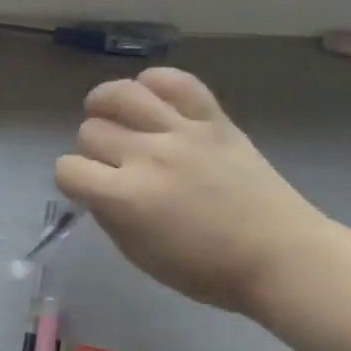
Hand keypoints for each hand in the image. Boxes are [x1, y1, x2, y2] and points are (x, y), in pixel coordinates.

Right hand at [55, 68, 330, 314]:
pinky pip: (176, 81)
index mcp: (125, 198)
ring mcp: (182, 133)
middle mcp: (147, 157)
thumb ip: (109, 215)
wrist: (281, 257)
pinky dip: (156, 82)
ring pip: (121, 94)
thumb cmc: (206, 269)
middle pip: (91, 130)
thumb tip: (95, 187)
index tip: (85, 188)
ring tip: (111, 114)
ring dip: (105, 103)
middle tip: (110, 162)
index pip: (68, 169)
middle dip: (92, 148)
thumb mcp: (139, 254)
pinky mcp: (214, 119)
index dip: (70, 180)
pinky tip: (151, 98)